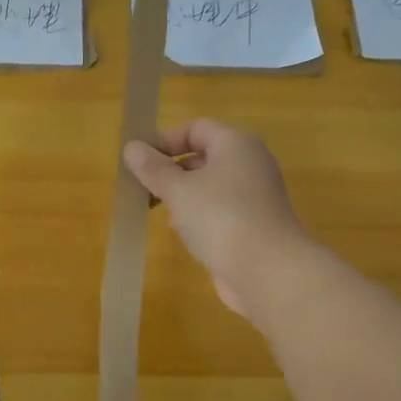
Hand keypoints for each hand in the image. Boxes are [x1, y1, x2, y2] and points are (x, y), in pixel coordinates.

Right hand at [123, 119, 313, 321]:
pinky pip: (220, 209)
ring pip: (210, 185)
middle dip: (170, 169)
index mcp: (236, 144)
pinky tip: (181, 232)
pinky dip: (199, 215)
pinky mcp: (254, 224)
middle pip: (203, 156)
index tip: (138, 161)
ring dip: (182, 194)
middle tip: (142, 187)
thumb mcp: (178, 190)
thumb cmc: (221, 218)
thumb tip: (132, 147)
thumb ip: (153, 168)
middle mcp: (250, 163)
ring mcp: (255, 196)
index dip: (165, 139)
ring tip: (157, 210)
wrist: (268, 272)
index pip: (195, 127)